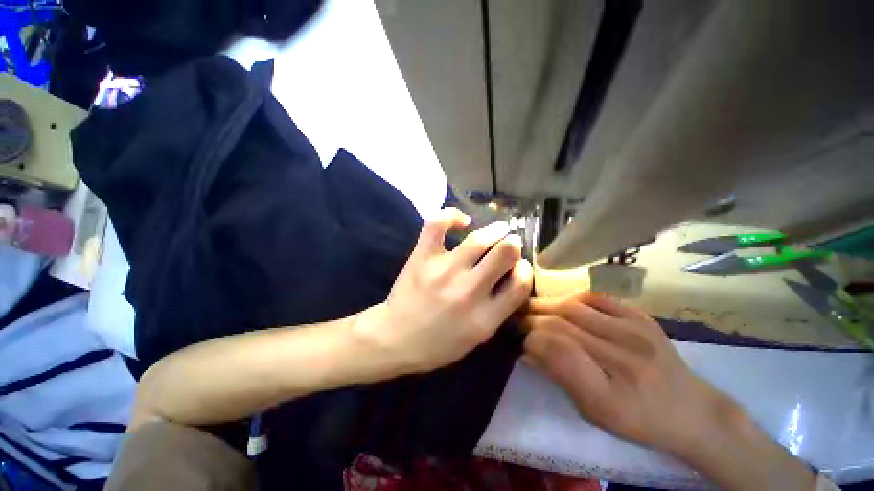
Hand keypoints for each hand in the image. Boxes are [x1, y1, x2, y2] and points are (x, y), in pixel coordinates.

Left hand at [355, 208, 533, 373]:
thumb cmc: (438, 344)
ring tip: (499, 228)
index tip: (520, 265)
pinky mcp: (423, 257)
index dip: (524, 270)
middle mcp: (469, 290)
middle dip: (513, 245)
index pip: (520, 284)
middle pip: (505, 254)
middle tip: (510, 243)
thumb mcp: (477, 337)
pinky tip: (462, 221)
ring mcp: (444, 270)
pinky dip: (452, 216)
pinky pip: (437, 225)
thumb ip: (498, 310)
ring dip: (495, 230)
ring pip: (479, 239)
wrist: (395, 339)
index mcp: (485, 317)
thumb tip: (513, 276)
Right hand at [523, 291, 730, 456]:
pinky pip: (597, 298)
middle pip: (562, 324)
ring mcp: (635, 331)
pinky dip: (571, 297)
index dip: (532, 340)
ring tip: (533, 307)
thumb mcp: (594, 412)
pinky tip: (562, 303)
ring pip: (574, 306)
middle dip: (533, 318)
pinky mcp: (641, 317)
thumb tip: (528, 350)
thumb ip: (559, 377)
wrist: (692, 410)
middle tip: (517, 316)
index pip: (558, 350)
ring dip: (547, 304)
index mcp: (610, 393)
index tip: (521, 340)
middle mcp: (623, 356)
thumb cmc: (638, 420)